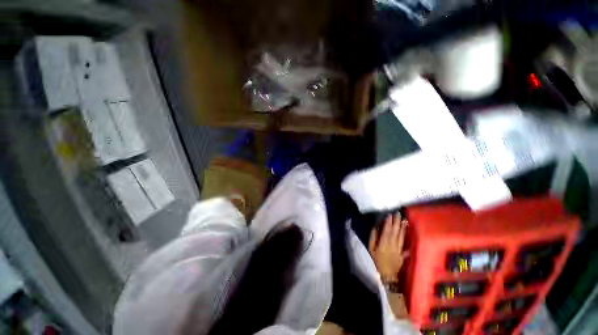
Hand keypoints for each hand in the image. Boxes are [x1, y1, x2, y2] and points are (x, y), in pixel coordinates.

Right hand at [369, 213, 408, 283]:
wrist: (388, 274)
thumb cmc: (377, 260)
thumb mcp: (371, 248)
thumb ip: (373, 237)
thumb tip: (375, 227)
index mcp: (384, 242)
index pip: (387, 230)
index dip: (389, 222)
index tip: (389, 214)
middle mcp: (393, 244)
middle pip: (395, 231)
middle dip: (397, 222)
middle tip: (398, 213)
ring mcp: (399, 248)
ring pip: (401, 235)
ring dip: (403, 227)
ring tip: (404, 219)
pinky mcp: (403, 252)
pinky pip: (405, 243)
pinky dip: (407, 236)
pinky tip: (408, 231)